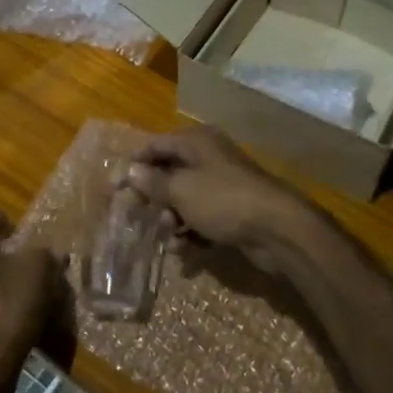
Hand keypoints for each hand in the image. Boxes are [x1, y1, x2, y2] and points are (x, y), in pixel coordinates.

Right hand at [125, 127, 306, 257]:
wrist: (277, 229)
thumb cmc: (223, 200)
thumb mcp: (181, 190)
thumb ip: (153, 182)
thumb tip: (130, 171)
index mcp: (196, 142)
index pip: (156, 145)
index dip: (134, 164)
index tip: (115, 187)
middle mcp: (209, 158)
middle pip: (169, 173)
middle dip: (154, 196)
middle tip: (138, 216)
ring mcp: (222, 185)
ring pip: (185, 199)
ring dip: (172, 218)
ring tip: (169, 236)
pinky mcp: (232, 211)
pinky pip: (202, 218)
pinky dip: (191, 231)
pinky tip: (185, 250)